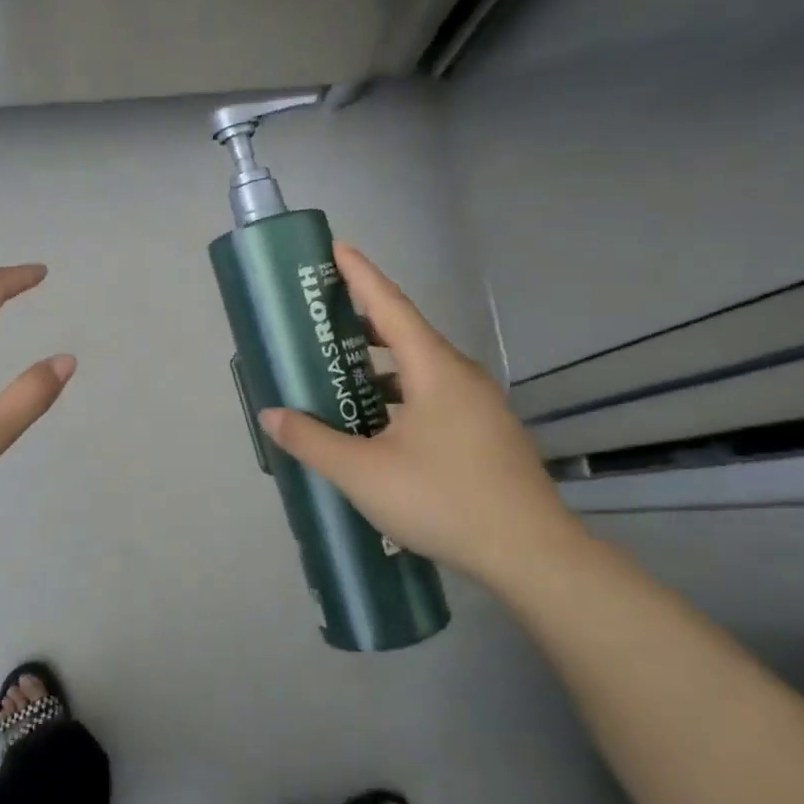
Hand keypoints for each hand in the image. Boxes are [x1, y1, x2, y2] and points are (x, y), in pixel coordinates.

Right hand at [255, 243, 581, 584]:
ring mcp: (480, 406)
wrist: (532, 555)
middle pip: (407, 333)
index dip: (361, 275)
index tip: (337, 248)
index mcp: (435, 370)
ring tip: (342, 374)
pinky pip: (435, 395)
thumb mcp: (363, 473)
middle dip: (363, 321)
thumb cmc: (443, 499)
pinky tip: (378, 424)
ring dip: (381, 364)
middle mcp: (461, 376)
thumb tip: (271, 416)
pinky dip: (400, 393)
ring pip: (422, 368)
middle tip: (323, 319)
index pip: (390, 306)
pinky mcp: (486, 433)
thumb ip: (312, 440)